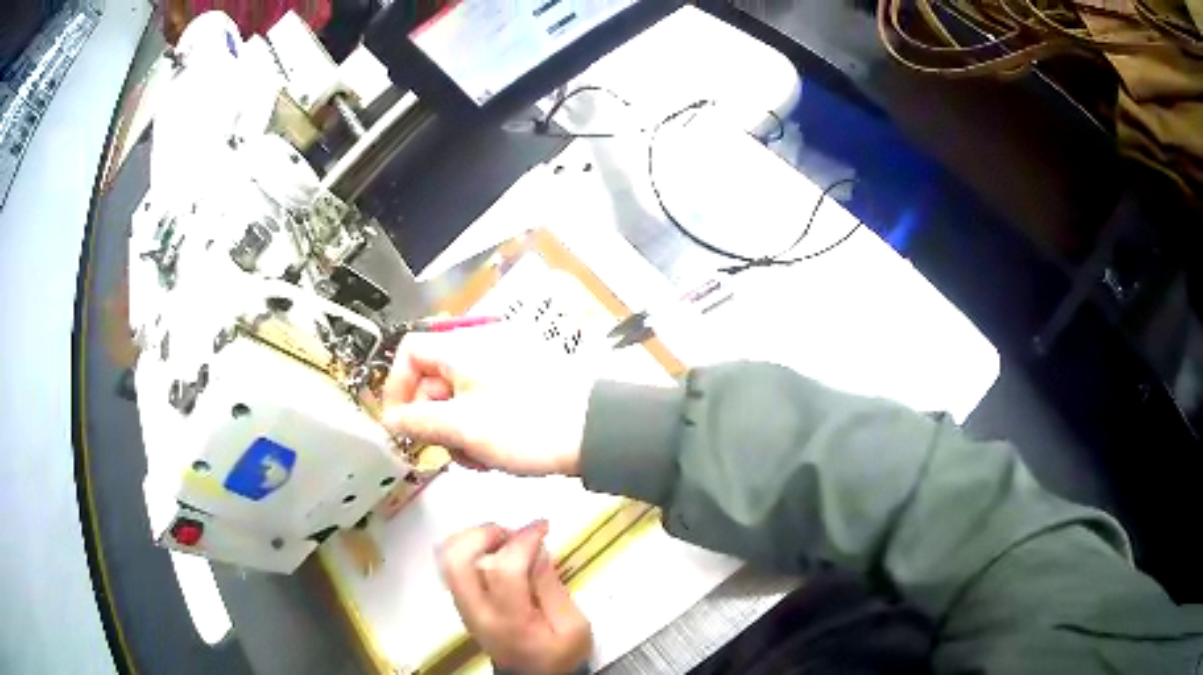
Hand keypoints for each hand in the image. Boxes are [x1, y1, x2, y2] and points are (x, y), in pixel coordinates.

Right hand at [381, 327, 590, 475]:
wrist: (595, 433)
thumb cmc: (531, 425)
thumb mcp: (463, 427)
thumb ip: (419, 421)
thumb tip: (390, 420)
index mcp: (463, 348)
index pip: (410, 351)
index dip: (396, 387)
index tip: (401, 422)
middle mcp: (480, 351)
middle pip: (433, 379)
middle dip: (434, 419)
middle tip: (446, 447)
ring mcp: (501, 370)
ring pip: (457, 399)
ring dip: (458, 432)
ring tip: (478, 455)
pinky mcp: (519, 390)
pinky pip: (482, 406)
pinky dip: (480, 431)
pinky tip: (495, 453)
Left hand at [440, 520, 592, 672]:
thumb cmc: (558, 654)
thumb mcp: (574, 627)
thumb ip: (553, 588)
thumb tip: (536, 551)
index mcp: (509, 622)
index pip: (502, 570)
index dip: (522, 540)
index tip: (542, 527)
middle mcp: (476, 612)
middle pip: (457, 559)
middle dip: (484, 534)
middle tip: (513, 534)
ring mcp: (462, 606)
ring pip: (448, 558)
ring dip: (475, 538)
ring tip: (506, 540)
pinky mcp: (460, 601)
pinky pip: (452, 564)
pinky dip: (470, 547)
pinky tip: (497, 551)